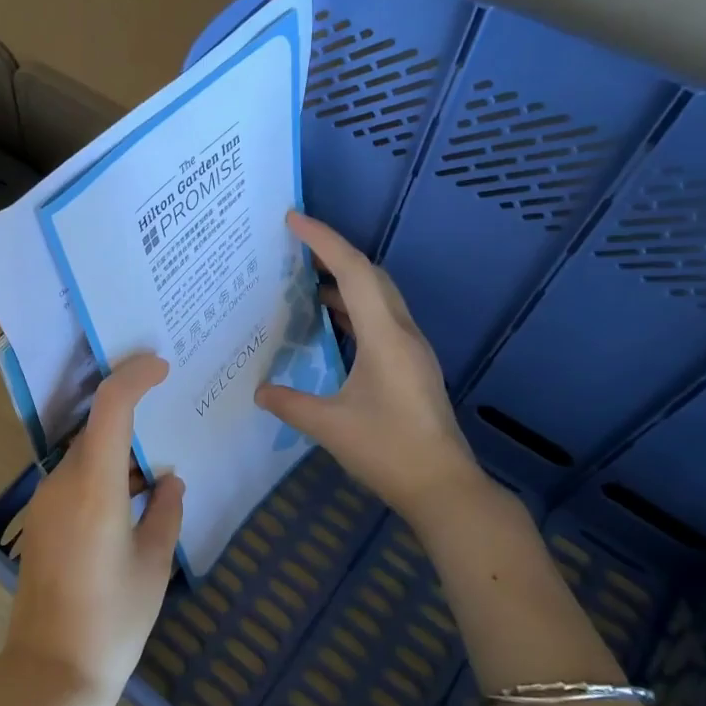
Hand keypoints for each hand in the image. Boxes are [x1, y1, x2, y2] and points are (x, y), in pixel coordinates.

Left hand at [2, 353, 183, 705]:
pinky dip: (103, 476)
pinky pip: (75, 481)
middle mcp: (61, 483)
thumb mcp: (154, 565)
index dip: (134, 375)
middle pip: (97, 429)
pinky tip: (131, 501)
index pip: (110, 406)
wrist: (50, 674)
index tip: (161, 366)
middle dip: (132, 417)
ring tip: (158, 468)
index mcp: (93, 486)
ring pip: (86, 456)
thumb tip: (170, 481)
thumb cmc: (113, 621)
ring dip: (118, 453)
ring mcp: (45, 502)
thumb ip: (166, 513)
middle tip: (171, 417)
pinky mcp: (40, 522)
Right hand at [256, 212, 489, 517]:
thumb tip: (261, 390)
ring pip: (379, 296)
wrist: (444, 486)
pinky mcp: (411, 365)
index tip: (293, 219)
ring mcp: (411, 348)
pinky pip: (380, 318)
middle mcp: (402, 332)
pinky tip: (331, 322)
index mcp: (385, 336)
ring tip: (305, 280)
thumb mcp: (330, 427)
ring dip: (345, 280)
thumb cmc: (389, 451)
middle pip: (371, 275)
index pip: (353, 272)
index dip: (323, 240)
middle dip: (334, 253)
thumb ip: (291, 404)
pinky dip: (354, 307)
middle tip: (295, 246)